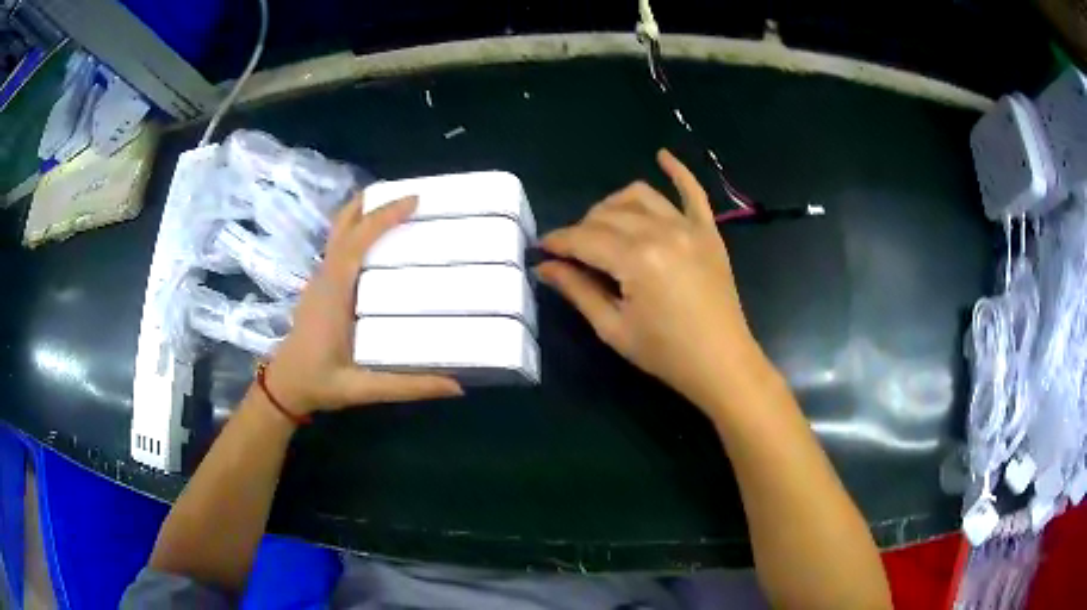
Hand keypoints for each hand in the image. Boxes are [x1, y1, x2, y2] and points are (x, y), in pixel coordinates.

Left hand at [264, 195, 462, 414]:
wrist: (284, 387)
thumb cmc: (318, 383)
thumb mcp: (363, 388)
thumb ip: (407, 386)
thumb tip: (456, 385)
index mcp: (333, 292)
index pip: (357, 241)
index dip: (384, 217)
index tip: (414, 200)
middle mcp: (325, 277)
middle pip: (343, 224)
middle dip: (371, 202)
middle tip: (407, 194)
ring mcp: (320, 279)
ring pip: (340, 232)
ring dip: (366, 214)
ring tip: (399, 209)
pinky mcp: (321, 285)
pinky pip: (341, 246)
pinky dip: (360, 231)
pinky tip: (381, 241)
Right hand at [537, 150, 766, 412]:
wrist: (722, 363)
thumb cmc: (665, 353)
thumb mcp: (614, 328)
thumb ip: (578, 291)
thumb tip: (545, 267)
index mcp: (636, 259)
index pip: (584, 239)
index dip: (558, 242)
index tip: (540, 248)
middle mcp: (661, 232)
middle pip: (607, 216)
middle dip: (581, 229)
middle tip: (571, 252)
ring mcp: (688, 227)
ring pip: (639, 196)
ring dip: (613, 205)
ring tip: (603, 225)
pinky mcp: (708, 231)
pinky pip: (692, 191)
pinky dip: (677, 171)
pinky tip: (662, 156)